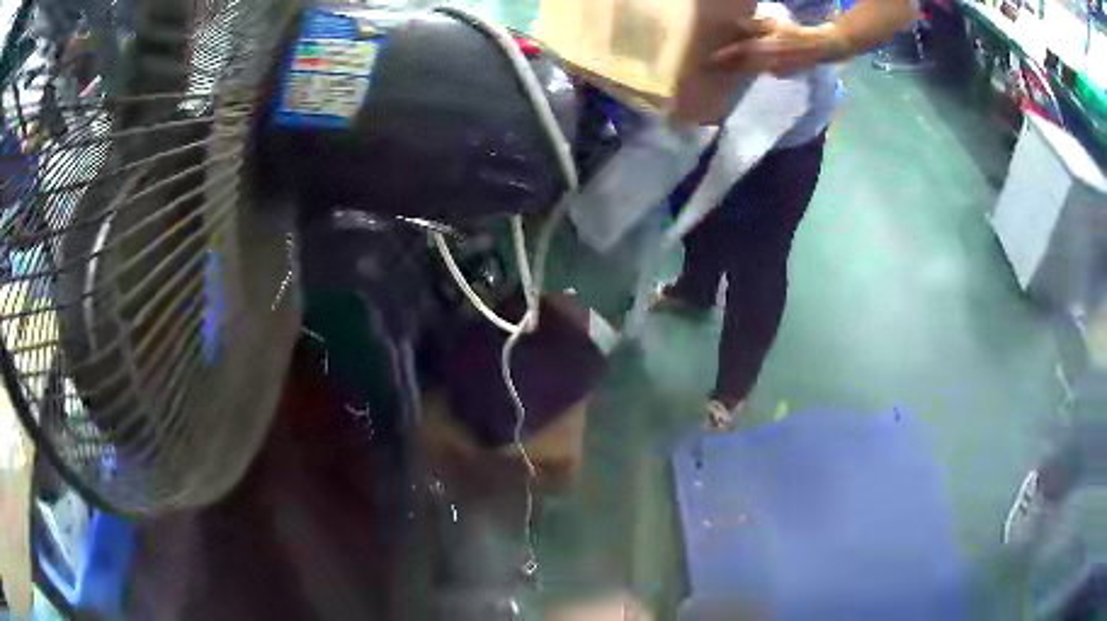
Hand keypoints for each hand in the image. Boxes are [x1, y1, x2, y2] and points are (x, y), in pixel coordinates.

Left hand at [707, 16, 849, 75]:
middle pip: (743, 65)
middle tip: (710, 65)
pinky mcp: (780, 75)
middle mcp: (769, 62)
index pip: (742, 52)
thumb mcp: (774, 23)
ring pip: (751, 71)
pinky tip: (746, 66)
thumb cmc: (795, 32)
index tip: (710, 58)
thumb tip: (735, 24)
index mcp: (767, 47)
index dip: (726, 55)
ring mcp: (775, 71)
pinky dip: (751, 69)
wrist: (820, 49)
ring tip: (723, 67)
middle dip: (727, 65)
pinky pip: (761, 72)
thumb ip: (754, 25)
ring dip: (737, 69)